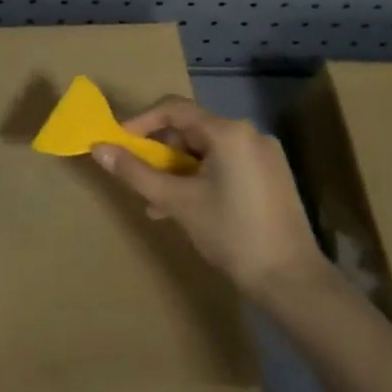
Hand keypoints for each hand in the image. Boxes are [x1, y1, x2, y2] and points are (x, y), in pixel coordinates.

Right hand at [93, 96, 327, 300]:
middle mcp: (249, 134)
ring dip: (178, 169)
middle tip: (139, 178)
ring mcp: (264, 155)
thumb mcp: (177, 202)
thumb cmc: (231, 234)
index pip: (173, 109)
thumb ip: (136, 172)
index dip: (141, 122)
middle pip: (191, 129)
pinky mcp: (272, 176)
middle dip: (160, 152)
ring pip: (207, 149)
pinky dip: (201, 177)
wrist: (292, 282)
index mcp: (228, 132)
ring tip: (158, 203)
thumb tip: (99, 148)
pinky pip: (226, 164)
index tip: (118, 143)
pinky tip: (188, 208)